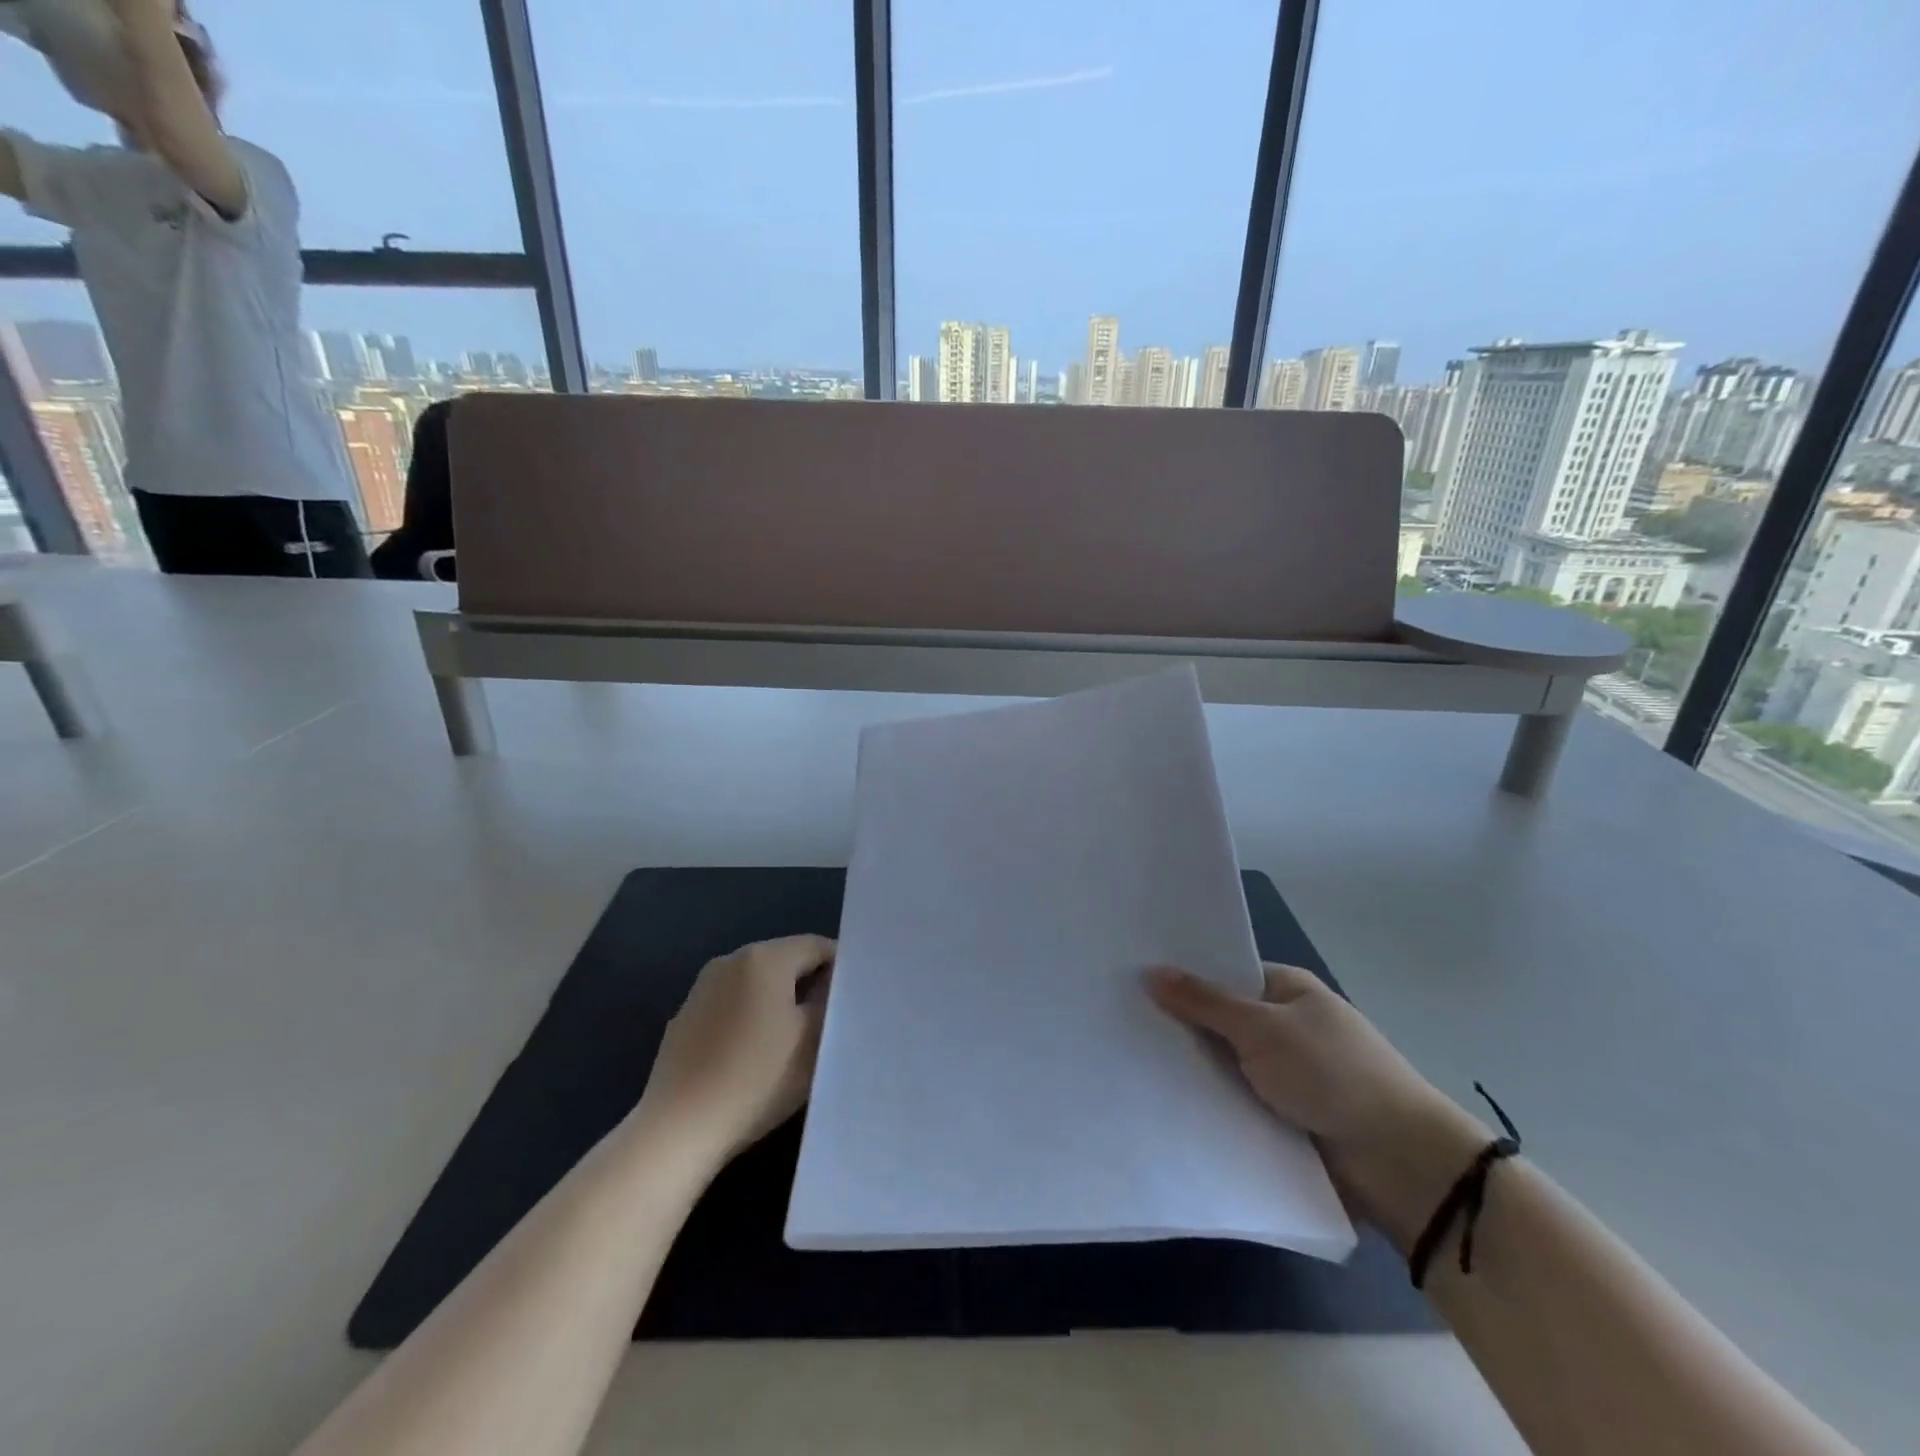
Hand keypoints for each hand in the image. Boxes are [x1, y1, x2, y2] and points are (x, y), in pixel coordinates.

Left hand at [638, 935, 834, 1162]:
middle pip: (785, 961)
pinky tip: (753, 1058)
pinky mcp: (684, 1018)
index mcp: (765, 958)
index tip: (853, 1000)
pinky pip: (730, 1006)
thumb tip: (832, 983)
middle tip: (830, 1022)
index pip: (817, 946)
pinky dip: (748, 1019)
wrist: (679, 1129)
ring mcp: (702, 988)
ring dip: (778, 1002)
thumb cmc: (757, 1078)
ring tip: (793, 1042)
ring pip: (756, 984)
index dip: (841, 968)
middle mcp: (730, 960)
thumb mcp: (813, 1040)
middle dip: (809, 984)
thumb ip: (829, 1000)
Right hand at [1146, 963, 1489, 1251]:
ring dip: (1190, 1068)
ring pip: (1222, 1064)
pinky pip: (1233, 1102)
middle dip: (1178, 1024)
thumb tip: (1150, 971)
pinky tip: (1159, 1100)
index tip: (1130, 977)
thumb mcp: (1263, 1028)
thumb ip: (1204, 1002)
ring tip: (1125, 1061)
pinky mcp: (1280, 1118)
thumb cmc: (1333, 1073)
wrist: (1399, 1163)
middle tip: (1116, 1020)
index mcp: (1287, 990)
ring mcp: (1282, 1074)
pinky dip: (1207, 1102)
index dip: (1182, 976)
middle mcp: (1283, 1026)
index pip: (1223, 973)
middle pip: (1218, 1020)